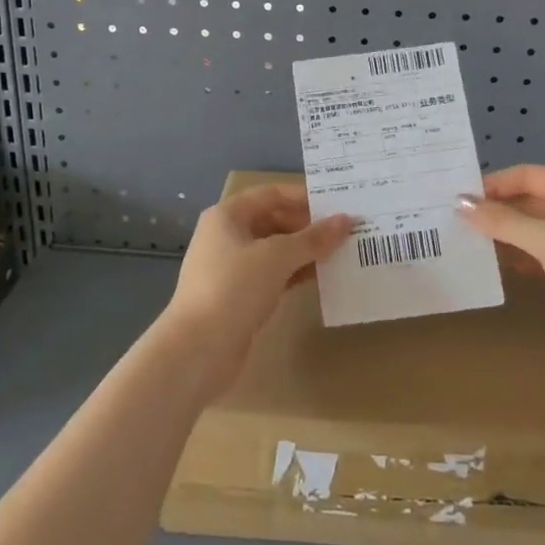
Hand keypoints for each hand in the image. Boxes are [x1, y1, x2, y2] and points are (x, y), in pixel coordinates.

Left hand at [162, 183, 352, 390]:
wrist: (198, 350)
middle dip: (307, 226)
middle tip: (344, 231)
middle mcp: (227, 236)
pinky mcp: (238, 297)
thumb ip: (313, 238)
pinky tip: (322, 278)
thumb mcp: (277, 257)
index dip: (302, 197)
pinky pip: (272, 275)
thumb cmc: (234, 288)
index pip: (270, 194)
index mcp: (227, 216)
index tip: (336, 204)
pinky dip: (295, 273)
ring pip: (274, 250)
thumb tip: (346, 220)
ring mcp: (231, 268)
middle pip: (273, 220)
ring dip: (304, 251)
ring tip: (340, 253)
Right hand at [456, 164, 544, 332]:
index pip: (530, 175)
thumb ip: (502, 221)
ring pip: (542, 230)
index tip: (461, 198)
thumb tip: (460, 203)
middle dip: (500, 210)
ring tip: (474, 244)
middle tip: (461, 222)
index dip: (495, 184)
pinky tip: (504, 268)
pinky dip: (527, 257)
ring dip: (511, 235)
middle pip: (535, 201)